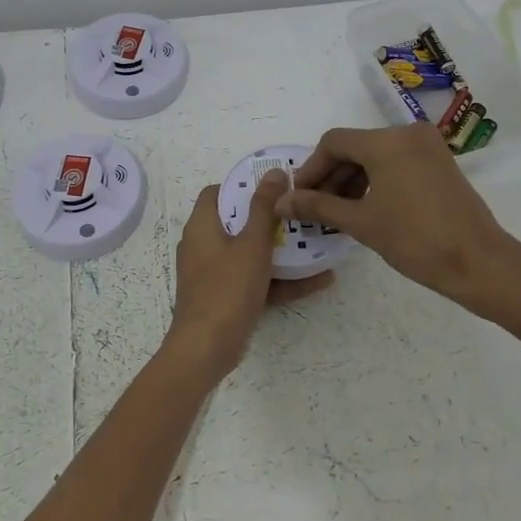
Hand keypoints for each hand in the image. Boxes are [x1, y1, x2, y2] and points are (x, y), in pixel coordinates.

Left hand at [168, 172, 331, 379]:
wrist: (206, 348)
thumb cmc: (227, 288)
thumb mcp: (252, 244)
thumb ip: (265, 207)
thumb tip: (274, 171)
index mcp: (202, 226)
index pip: (216, 193)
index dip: (243, 186)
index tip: (274, 186)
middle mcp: (203, 246)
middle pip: (237, 223)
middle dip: (270, 219)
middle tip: (301, 213)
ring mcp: (214, 275)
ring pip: (250, 254)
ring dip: (281, 251)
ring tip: (317, 244)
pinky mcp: (226, 299)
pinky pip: (255, 281)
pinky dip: (280, 280)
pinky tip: (319, 280)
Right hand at [279, 123, 515, 305]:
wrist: (478, 262)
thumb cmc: (415, 239)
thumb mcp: (360, 222)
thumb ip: (317, 206)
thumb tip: (281, 201)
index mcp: (387, 141)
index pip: (334, 143)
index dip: (310, 169)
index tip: (298, 197)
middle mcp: (408, 133)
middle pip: (355, 147)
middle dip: (331, 176)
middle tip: (313, 208)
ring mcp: (427, 147)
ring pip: (376, 155)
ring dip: (352, 180)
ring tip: (336, 213)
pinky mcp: (439, 163)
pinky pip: (396, 163)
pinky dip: (376, 180)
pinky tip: (364, 207)